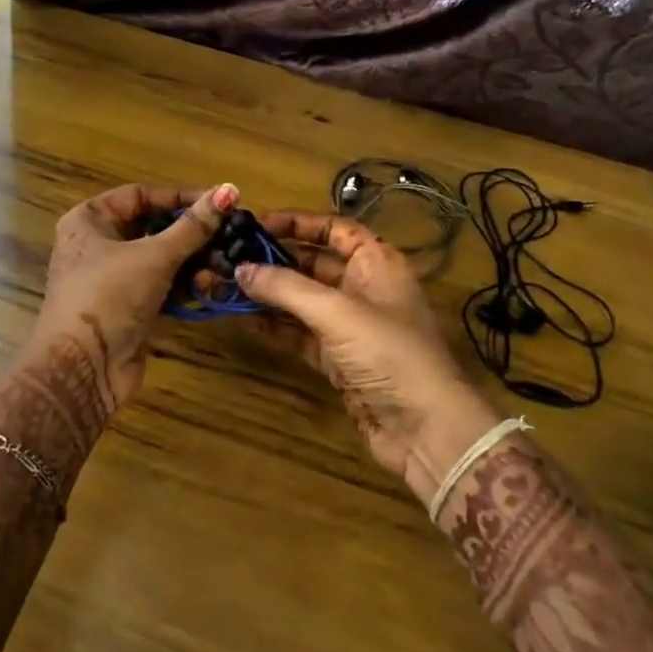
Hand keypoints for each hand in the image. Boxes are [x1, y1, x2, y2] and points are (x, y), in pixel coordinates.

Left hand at [32, 181, 237, 410]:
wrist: (84, 368)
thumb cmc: (111, 295)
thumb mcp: (155, 255)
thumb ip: (193, 225)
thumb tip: (229, 189)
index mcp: (89, 221)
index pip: (140, 195)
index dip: (179, 197)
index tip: (218, 202)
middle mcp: (97, 245)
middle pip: (152, 229)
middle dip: (191, 234)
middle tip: (229, 235)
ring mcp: (112, 280)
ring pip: (160, 260)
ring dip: (192, 263)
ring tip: (223, 265)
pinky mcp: (128, 309)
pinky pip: (161, 287)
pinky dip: (184, 286)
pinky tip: (210, 288)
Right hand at [236, 212, 503, 509]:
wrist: (425, 429)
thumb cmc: (388, 353)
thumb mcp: (336, 312)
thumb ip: (286, 288)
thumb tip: (239, 269)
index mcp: (377, 263)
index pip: (334, 229)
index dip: (298, 223)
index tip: (257, 223)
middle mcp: (364, 288)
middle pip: (313, 263)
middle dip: (274, 261)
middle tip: (230, 257)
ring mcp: (351, 326)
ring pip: (303, 300)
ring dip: (269, 295)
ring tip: (227, 286)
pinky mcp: (339, 359)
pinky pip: (301, 334)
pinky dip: (276, 327)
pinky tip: (245, 320)